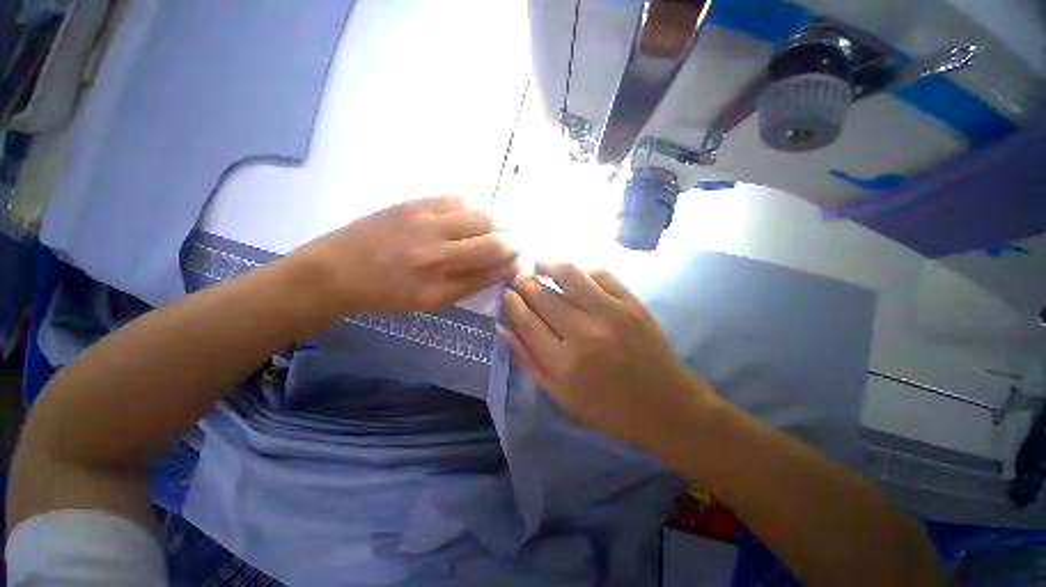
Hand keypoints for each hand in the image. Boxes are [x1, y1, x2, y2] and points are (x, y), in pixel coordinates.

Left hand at [297, 196, 519, 313]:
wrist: (336, 270)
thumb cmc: (385, 294)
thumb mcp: (430, 302)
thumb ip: (469, 284)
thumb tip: (501, 268)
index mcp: (440, 284)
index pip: (492, 268)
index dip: (512, 263)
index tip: (520, 260)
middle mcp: (437, 251)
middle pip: (493, 239)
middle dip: (513, 240)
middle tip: (516, 241)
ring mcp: (425, 222)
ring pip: (481, 215)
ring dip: (499, 221)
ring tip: (500, 227)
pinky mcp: (415, 203)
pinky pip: (458, 198)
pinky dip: (475, 207)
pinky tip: (473, 215)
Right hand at [501, 263, 704, 446]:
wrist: (664, 405)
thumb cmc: (608, 408)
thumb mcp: (561, 397)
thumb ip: (530, 363)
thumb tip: (506, 330)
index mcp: (564, 363)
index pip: (528, 323)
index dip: (513, 304)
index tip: (508, 295)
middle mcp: (585, 334)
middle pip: (545, 297)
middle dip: (526, 283)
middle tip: (519, 278)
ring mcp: (611, 314)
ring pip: (571, 277)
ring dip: (550, 265)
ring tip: (539, 264)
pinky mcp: (632, 303)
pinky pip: (602, 274)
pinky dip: (583, 268)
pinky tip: (573, 270)